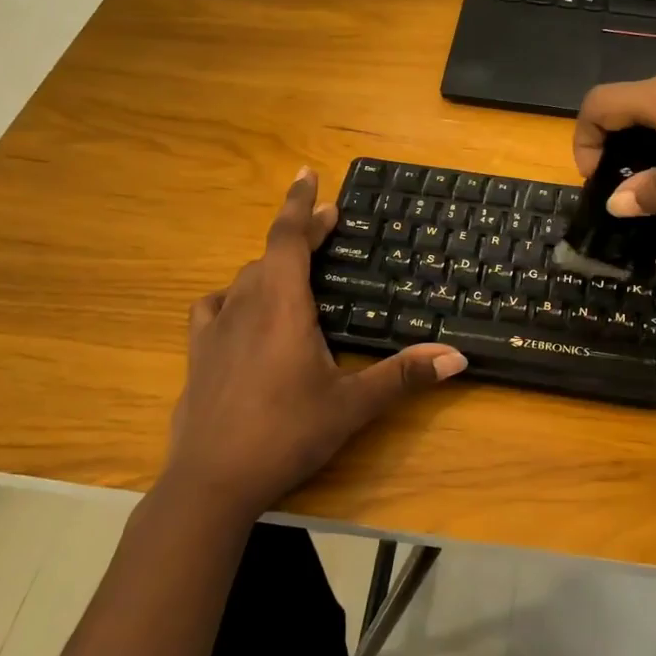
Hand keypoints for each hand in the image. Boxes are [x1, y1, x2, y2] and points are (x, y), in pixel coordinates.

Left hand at [160, 169, 466, 523]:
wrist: (211, 481)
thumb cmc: (286, 434)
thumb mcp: (352, 406)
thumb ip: (404, 377)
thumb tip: (457, 358)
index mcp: (282, 306)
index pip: (288, 237)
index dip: (300, 203)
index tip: (308, 174)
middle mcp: (245, 305)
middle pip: (270, 252)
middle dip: (299, 234)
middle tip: (326, 226)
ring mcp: (215, 328)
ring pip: (244, 278)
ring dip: (270, 264)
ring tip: (294, 271)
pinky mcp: (197, 353)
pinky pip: (216, 306)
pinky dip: (235, 296)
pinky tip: (243, 312)